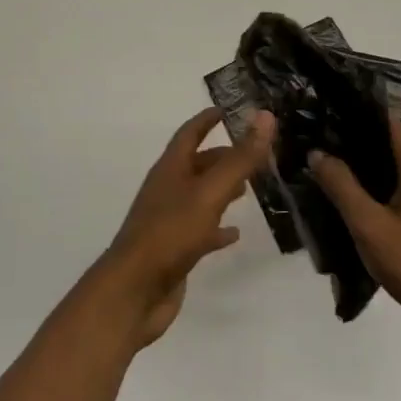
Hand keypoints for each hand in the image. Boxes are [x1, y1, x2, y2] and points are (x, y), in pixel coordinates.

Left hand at [96, 107, 274, 347]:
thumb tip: (265, 116)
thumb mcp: (210, 192)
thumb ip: (239, 159)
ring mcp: (168, 221)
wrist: (134, 291)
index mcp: (170, 169)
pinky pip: (199, 230)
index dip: (206, 120)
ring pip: (198, 196)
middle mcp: (167, 190)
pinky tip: (234, 233)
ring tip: (248, 190)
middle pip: (196, 165)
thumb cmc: (170, 233)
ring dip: (221, 189)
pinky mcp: (174, 249)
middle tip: (253, 154)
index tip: (227, 109)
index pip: (189, 134)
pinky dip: (217, 228)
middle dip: (222, 157)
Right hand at [309, 117, 400, 348]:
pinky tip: (366, 204)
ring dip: (374, 167)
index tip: (326, 121)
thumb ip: (342, 186)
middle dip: (360, 144)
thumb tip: (317, 152)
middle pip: (395, 143)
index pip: (388, 122)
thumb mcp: (370, 227)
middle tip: (322, 150)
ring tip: (336, 174)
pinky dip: (390, 186)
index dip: (357, 117)